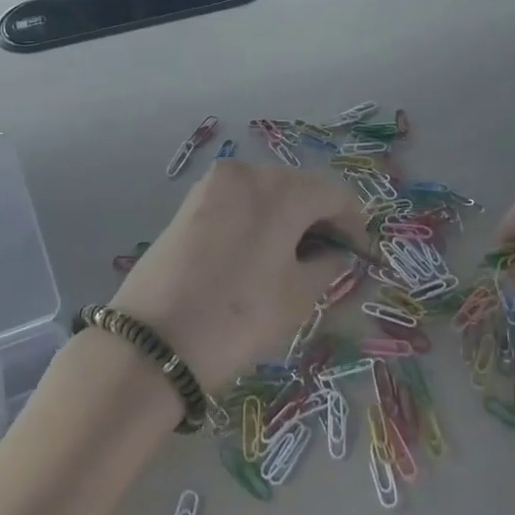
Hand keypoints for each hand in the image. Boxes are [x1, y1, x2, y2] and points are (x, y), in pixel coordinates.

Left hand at [110, 160, 362, 390]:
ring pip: (267, 192)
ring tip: (294, 259)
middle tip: (330, 259)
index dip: (355, 225)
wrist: (153, 342)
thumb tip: (334, 252)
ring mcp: (214, 184)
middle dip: (320, 219)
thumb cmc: (238, 317)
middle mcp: (248, 172)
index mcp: (281, 188)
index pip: (335, 195)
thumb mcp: (298, 296)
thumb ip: (328, 264)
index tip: (361, 256)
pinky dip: (258, 219)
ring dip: (288, 217)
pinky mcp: (190, 202)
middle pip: (301, 187)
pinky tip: (259, 252)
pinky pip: (239, 201)